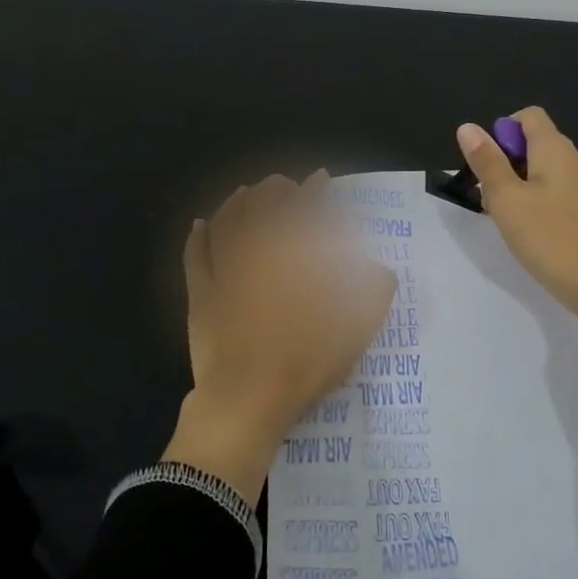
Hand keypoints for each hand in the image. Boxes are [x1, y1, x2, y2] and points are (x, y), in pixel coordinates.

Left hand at [164, 172, 397, 501]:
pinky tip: (199, 225)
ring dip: (235, 203)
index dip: (314, 191)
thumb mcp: (354, 333)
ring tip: (244, 193)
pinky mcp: (199, 294)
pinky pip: (194, 255)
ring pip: (225, 222)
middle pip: (261, 207)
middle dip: (273, 190)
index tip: (320, 178)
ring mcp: (223, 271)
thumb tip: (382, 272)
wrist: (247, 399)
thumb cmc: (305, 363)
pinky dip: (197, 236)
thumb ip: (372, 297)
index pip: (305, 210)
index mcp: (295, 258)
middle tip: (282, 184)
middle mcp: (257, 253)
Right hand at [456, 107, 577, 413]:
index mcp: (556, 149)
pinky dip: (540, 203)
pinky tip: (533, 233)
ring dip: (521, 187)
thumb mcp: (507, 201)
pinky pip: (560, 193)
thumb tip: (467, 127)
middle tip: (491, 200)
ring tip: (509, 220)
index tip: (488, 165)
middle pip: (535, 144)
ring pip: (546, 172)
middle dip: (506, 164)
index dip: (502, 131)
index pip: (528, 116)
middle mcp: (576, 159)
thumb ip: (487, 163)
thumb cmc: (552, 239)